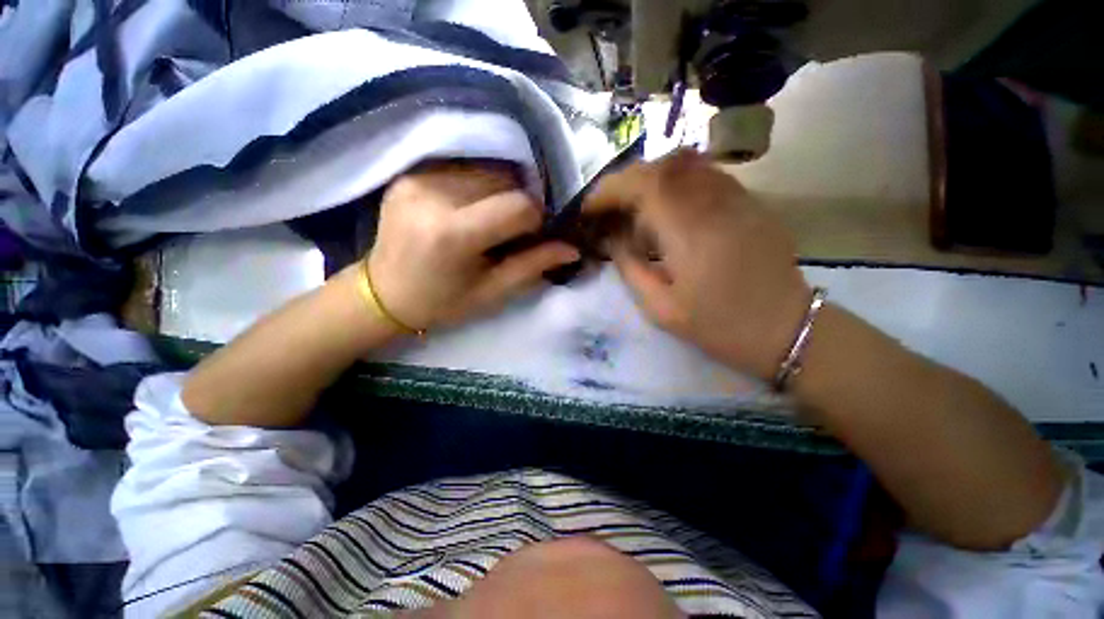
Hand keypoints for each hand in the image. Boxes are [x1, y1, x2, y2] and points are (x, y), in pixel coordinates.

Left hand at [367, 160, 579, 330]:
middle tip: (514, 230)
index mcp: (453, 234)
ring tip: (492, 220)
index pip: (518, 206)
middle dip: (520, 204)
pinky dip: (479, 185)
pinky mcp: (409, 172)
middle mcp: (433, 196)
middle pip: (503, 182)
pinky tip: (472, 208)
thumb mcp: (492, 292)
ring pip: (485, 170)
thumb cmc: (442, 302)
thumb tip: (572, 248)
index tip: (534, 236)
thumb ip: (532, 266)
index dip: (537, 219)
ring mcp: (418, 178)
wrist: (383, 294)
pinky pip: (462, 168)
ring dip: (501, 192)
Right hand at [584, 150, 810, 379]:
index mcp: (690, 232)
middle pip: (662, 166)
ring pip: (685, 165)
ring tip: (633, 210)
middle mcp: (715, 203)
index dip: (609, 190)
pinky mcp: (749, 201)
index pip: (643, 185)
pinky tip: (667, 211)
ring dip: (649, 180)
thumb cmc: (719, 325)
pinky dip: (675, 184)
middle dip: (625, 183)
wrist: (785, 329)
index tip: (589, 209)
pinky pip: (704, 176)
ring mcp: (737, 197)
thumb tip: (611, 237)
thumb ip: (629, 266)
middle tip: (608, 210)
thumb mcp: (660, 308)